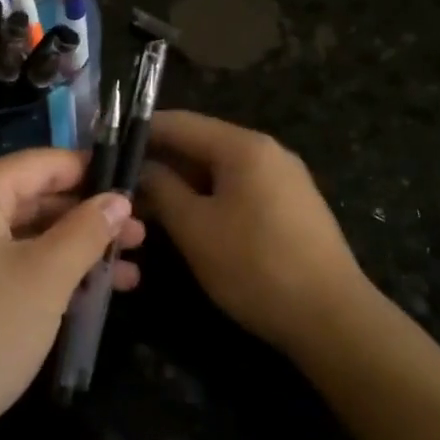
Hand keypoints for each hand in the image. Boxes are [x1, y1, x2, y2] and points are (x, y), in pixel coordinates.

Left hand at [0, 149, 144, 439]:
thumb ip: (86, 230)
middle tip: (139, 237)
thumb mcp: (45, 277)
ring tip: (129, 274)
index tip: (135, 186)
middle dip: (88, 219)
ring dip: (74, 254)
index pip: (41, 163)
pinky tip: (88, 300)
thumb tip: (118, 198)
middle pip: (32, 201)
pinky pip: (6, 272)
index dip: (90, 172)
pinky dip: (45, 279)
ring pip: (23, 241)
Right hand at [140, 111, 371, 355]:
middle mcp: (268, 151)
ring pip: (221, 169)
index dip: (141, 132)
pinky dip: (211, 198)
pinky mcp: (293, 205)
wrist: (332, 317)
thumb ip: (162, 189)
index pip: (180, 122)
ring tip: (148, 206)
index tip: (108, 146)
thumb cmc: (255, 266)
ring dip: (184, 183)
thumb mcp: (195, 228)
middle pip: (202, 144)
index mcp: (244, 146)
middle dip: (161, 162)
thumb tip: (142, 168)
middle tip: (122, 185)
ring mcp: (285, 178)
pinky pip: (241, 188)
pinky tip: (190, 221)